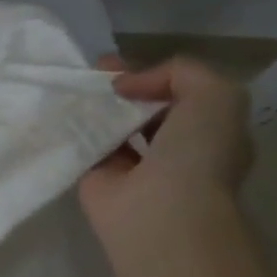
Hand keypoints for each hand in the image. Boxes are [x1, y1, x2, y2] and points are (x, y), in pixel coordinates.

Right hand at [79, 56, 252, 245]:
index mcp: (209, 130)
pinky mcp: (98, 180)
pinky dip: (74, 131)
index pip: (180, 93)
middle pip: (143, 108)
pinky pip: (86, 147)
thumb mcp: (214, 94)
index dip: (153, 75)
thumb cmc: (197, 154)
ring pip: (113, 127)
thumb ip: (180, 72)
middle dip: (121, 89)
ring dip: (97, 109)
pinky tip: (62, 114)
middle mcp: (174, 149)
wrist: (160, 211)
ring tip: (74, 89)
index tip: (119, 66)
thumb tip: (126, 86)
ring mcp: (134, 166)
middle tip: (93, 74)